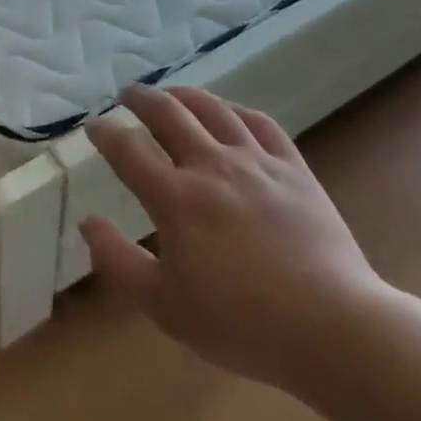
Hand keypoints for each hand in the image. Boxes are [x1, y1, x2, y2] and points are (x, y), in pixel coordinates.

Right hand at [80, 86, 392, 401]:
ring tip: (171, 94)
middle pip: (168, 113)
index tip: (93, 125)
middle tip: (127, 95)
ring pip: (213, 109)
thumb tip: (88, 221)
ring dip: (185, 95)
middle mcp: (211, 166)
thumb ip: (119, 261)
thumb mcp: (164, 307)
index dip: (105, 132)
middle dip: (141, 99)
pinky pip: (260, 123)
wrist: (333, 327)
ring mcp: (256, 161)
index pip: (128, 149)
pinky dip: (236, 110)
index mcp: (175, 198)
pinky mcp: (293, 167)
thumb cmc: (241, 323)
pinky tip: (229, 113)